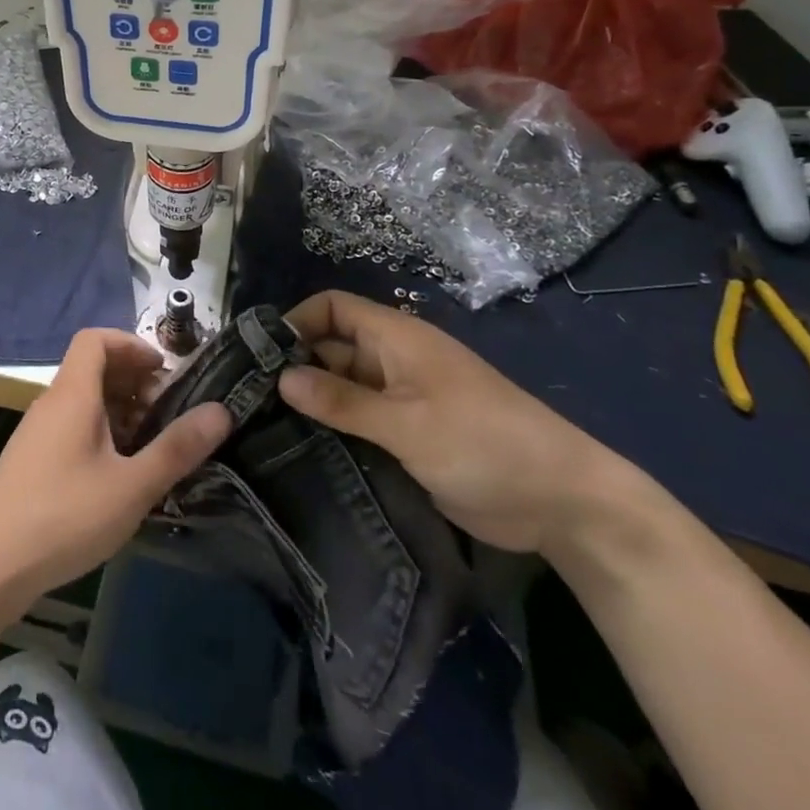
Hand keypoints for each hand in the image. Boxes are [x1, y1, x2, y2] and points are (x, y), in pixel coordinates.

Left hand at [0, 328, 229, 606]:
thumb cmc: (63, 516)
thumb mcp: (131, 486)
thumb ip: (176, 448)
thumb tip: (221, 411)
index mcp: (72, 394)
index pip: (95, 339)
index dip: (131, 344)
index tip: (164, 370)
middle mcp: (51, 403)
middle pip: (92, 368)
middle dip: (133, 381)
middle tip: (168, 411)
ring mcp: (37, 433)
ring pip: (83, 402)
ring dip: (119, 411)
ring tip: (150, 445)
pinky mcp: (31, 462)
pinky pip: (72, 427)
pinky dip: (100, 433)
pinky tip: (118, 474)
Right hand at [278, 291, 629, 556]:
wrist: (562, 501)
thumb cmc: (484, 443)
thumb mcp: (408, 422)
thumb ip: (343, 401)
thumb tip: (281, 377)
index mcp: (397, 338)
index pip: (334, 308)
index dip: (297, 320)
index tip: (258, 351)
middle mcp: (394, 361)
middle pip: (332, 348)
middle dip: (294, 364)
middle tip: (247, 396)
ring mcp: (402, 399)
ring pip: (343, 387)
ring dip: (312, 400)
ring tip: (262, 424)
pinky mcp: (408, 435)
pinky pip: (360, 420)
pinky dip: (333, 427)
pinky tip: (300, 449)